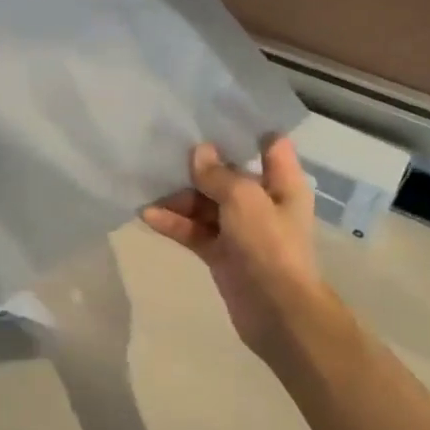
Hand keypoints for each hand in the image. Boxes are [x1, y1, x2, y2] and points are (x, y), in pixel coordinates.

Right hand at [142, 139, 327, 355]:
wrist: (278, 314)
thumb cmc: (269, 246)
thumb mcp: (245, 199)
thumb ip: (219, 174)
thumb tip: (199, 153)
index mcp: (283, 183)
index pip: (269, 145)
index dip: (245, 129)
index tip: (212, 116)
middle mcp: (264, 201)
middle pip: (228, 174)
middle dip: (198, 165)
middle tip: (164, 150)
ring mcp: (241, 229)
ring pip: (206, 203)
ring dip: (179, 196)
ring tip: (147, 187)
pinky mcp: (222, 253)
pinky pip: (195, 230)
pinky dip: (174, 223)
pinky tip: (148, 215)